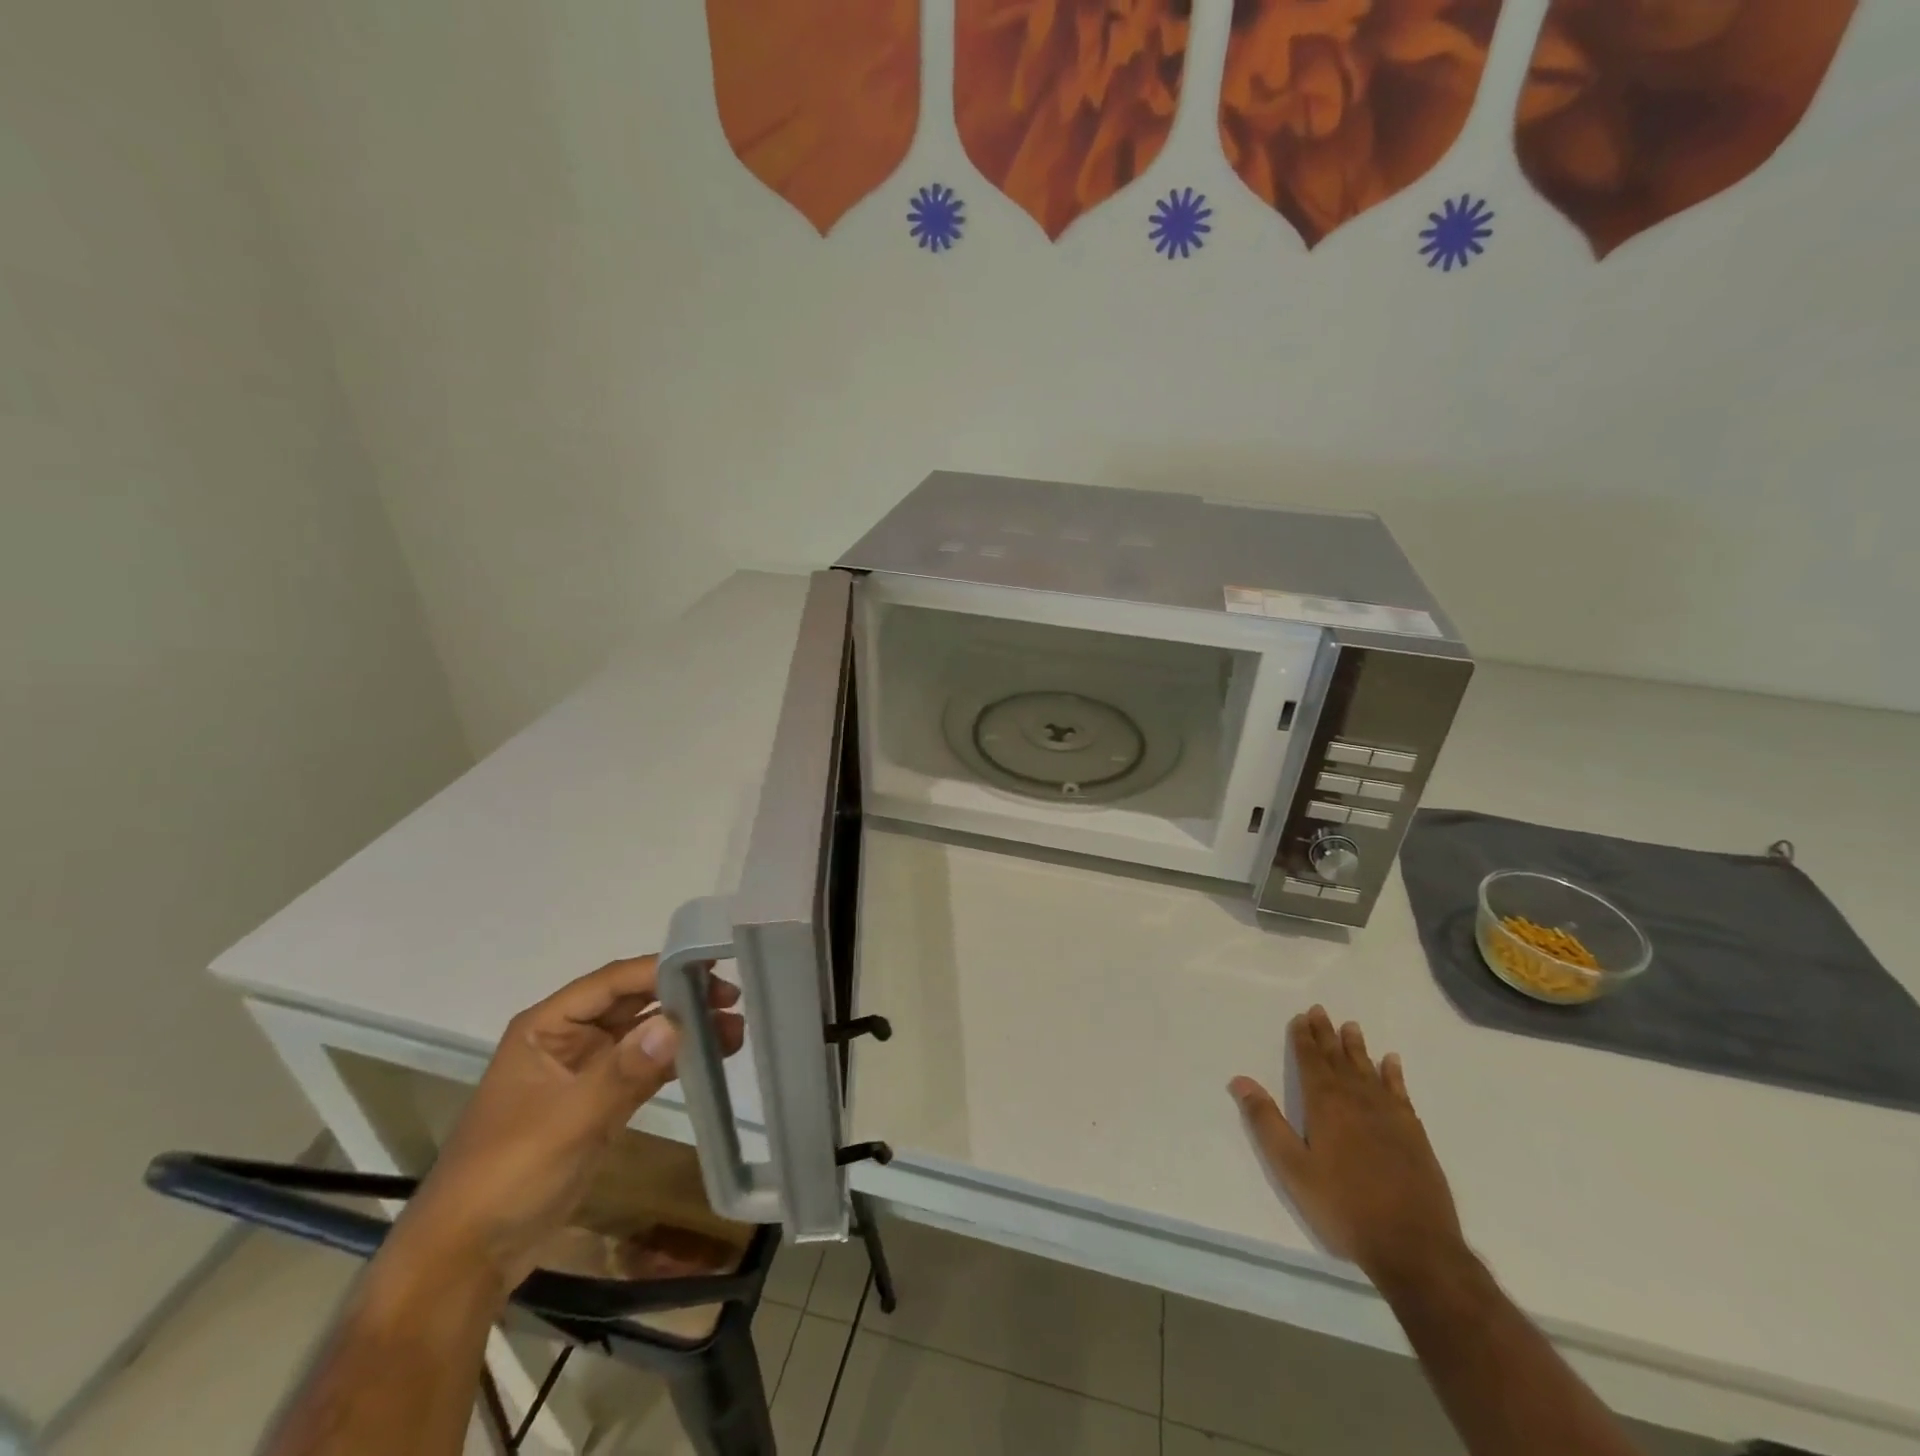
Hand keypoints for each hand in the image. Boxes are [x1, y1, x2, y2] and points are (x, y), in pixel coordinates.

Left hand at [392, 956, 744, 1293]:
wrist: (467, 1258)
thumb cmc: (507, 1174)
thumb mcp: (568, 1120)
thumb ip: (623, 1070)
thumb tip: (677, 1023)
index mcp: (547, 1026)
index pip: (612, 982)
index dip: (661, 970)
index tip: (713, 966)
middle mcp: (568, 1038)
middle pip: (633, 1002)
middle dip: (682, 997)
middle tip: (733, 998)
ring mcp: (586, 1071)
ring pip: (644, 1034)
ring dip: (685, 1029)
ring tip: (735, 1029)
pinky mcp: (600, 1102)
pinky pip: (645, 1067)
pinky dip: (676, 1060)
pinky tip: (712, 1056)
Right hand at [1229, 1006, 1464, 1288]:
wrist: (1415, 1247)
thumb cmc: (1344, 1207)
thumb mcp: (1293, 1168)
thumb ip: (1266, 1122)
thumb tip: (1240, 1080)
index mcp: (1325, 1105)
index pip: (1311, 1062)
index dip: (1303, 1039)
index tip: (1300, 1017)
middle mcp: (1357, 1100)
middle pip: (1338, 1059)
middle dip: (1327, 1035)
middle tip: (1320, 1011)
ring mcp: (1389, 1116)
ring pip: (1368, 1070)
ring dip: (1357, 1047)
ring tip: (1351, 1027)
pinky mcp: (1414, 1134)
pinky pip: (1400, 1092)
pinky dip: (1393, 1074)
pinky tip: (1391, 1062)